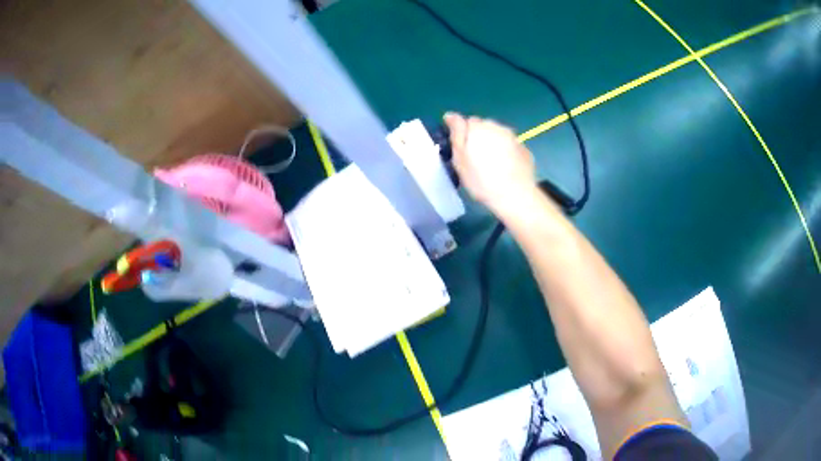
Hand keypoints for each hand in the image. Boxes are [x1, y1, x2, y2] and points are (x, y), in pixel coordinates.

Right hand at [444, 112, 536, 214]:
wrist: (516, 195)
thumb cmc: (481, 180)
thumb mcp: (460, 159)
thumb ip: (456, 134)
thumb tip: (450, 115)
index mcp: (478, 127)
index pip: (464, 121)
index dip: (460, 133)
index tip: (459, 148)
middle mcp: (497, 126)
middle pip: (482, 126)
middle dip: (477, 137)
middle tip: (474, 159)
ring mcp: (513, 137)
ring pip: (497, 135)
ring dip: (493, 143)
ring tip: (490, 164)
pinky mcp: (524, 149)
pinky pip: (510, 146)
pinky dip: (506, 152)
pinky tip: (504, 168)